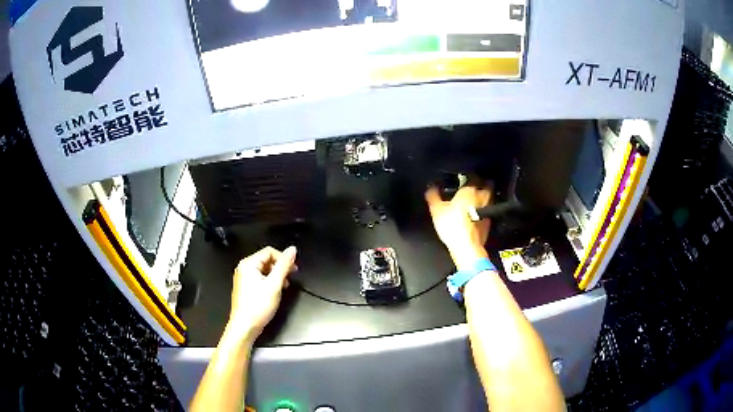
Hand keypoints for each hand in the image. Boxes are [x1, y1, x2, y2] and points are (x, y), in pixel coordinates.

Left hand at [226, 246, 296, 344]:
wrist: (245, 326)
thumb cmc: (256, 308)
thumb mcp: (275, 285)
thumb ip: (284, 265)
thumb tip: (292, 250)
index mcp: (248, 264)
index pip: (269, 252)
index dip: (283, 259)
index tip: (293, 269)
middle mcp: (243, 269)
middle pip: (266, 260)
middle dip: (280, 269)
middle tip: (289, 279)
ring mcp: (243, 278)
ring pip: (264, 270)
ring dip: (276, 276)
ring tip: (282, 287)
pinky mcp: (246, 287)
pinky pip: (260, 278)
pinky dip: (269, 283)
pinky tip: (274, 293)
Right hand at [425, 184, 491, 270]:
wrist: (467, 247)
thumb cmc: (453, 226)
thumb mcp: (436, 209)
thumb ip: (433, 196)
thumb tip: (431, 188)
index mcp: (470, 189)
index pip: (473, 175)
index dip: (469, 176)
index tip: (464, 179)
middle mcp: (482, 197)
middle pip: (486, 185)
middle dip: (481, 184)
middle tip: (473, 187)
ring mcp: (488, 209)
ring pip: (489, 198)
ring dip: (483, 198)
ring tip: (474, 201)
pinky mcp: (490, 222)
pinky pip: (488, 211)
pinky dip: (483, 211)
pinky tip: (475, 215)